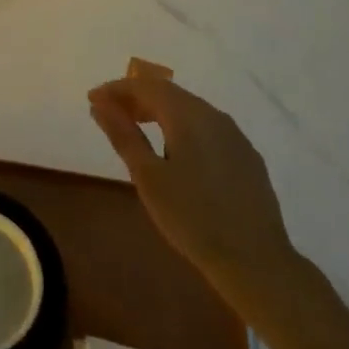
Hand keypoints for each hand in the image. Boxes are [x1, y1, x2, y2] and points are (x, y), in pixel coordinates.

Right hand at [88, 60, 295, 289]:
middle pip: (169, 93)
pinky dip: (182, 128)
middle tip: (110, 114)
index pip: (146, 86)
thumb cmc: (192, 218)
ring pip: (190, 110)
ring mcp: (235, 136)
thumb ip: (123, 135)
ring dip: (159, 112)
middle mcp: (214, 116)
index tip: (93, 101)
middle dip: (136, 98)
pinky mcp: (247, 157)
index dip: (116, 89)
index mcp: (189, 115)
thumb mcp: (148, 176)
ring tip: (138, 130)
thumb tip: (100, 105)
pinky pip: (207, 128)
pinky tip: (176, 152)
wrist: (256, 262)